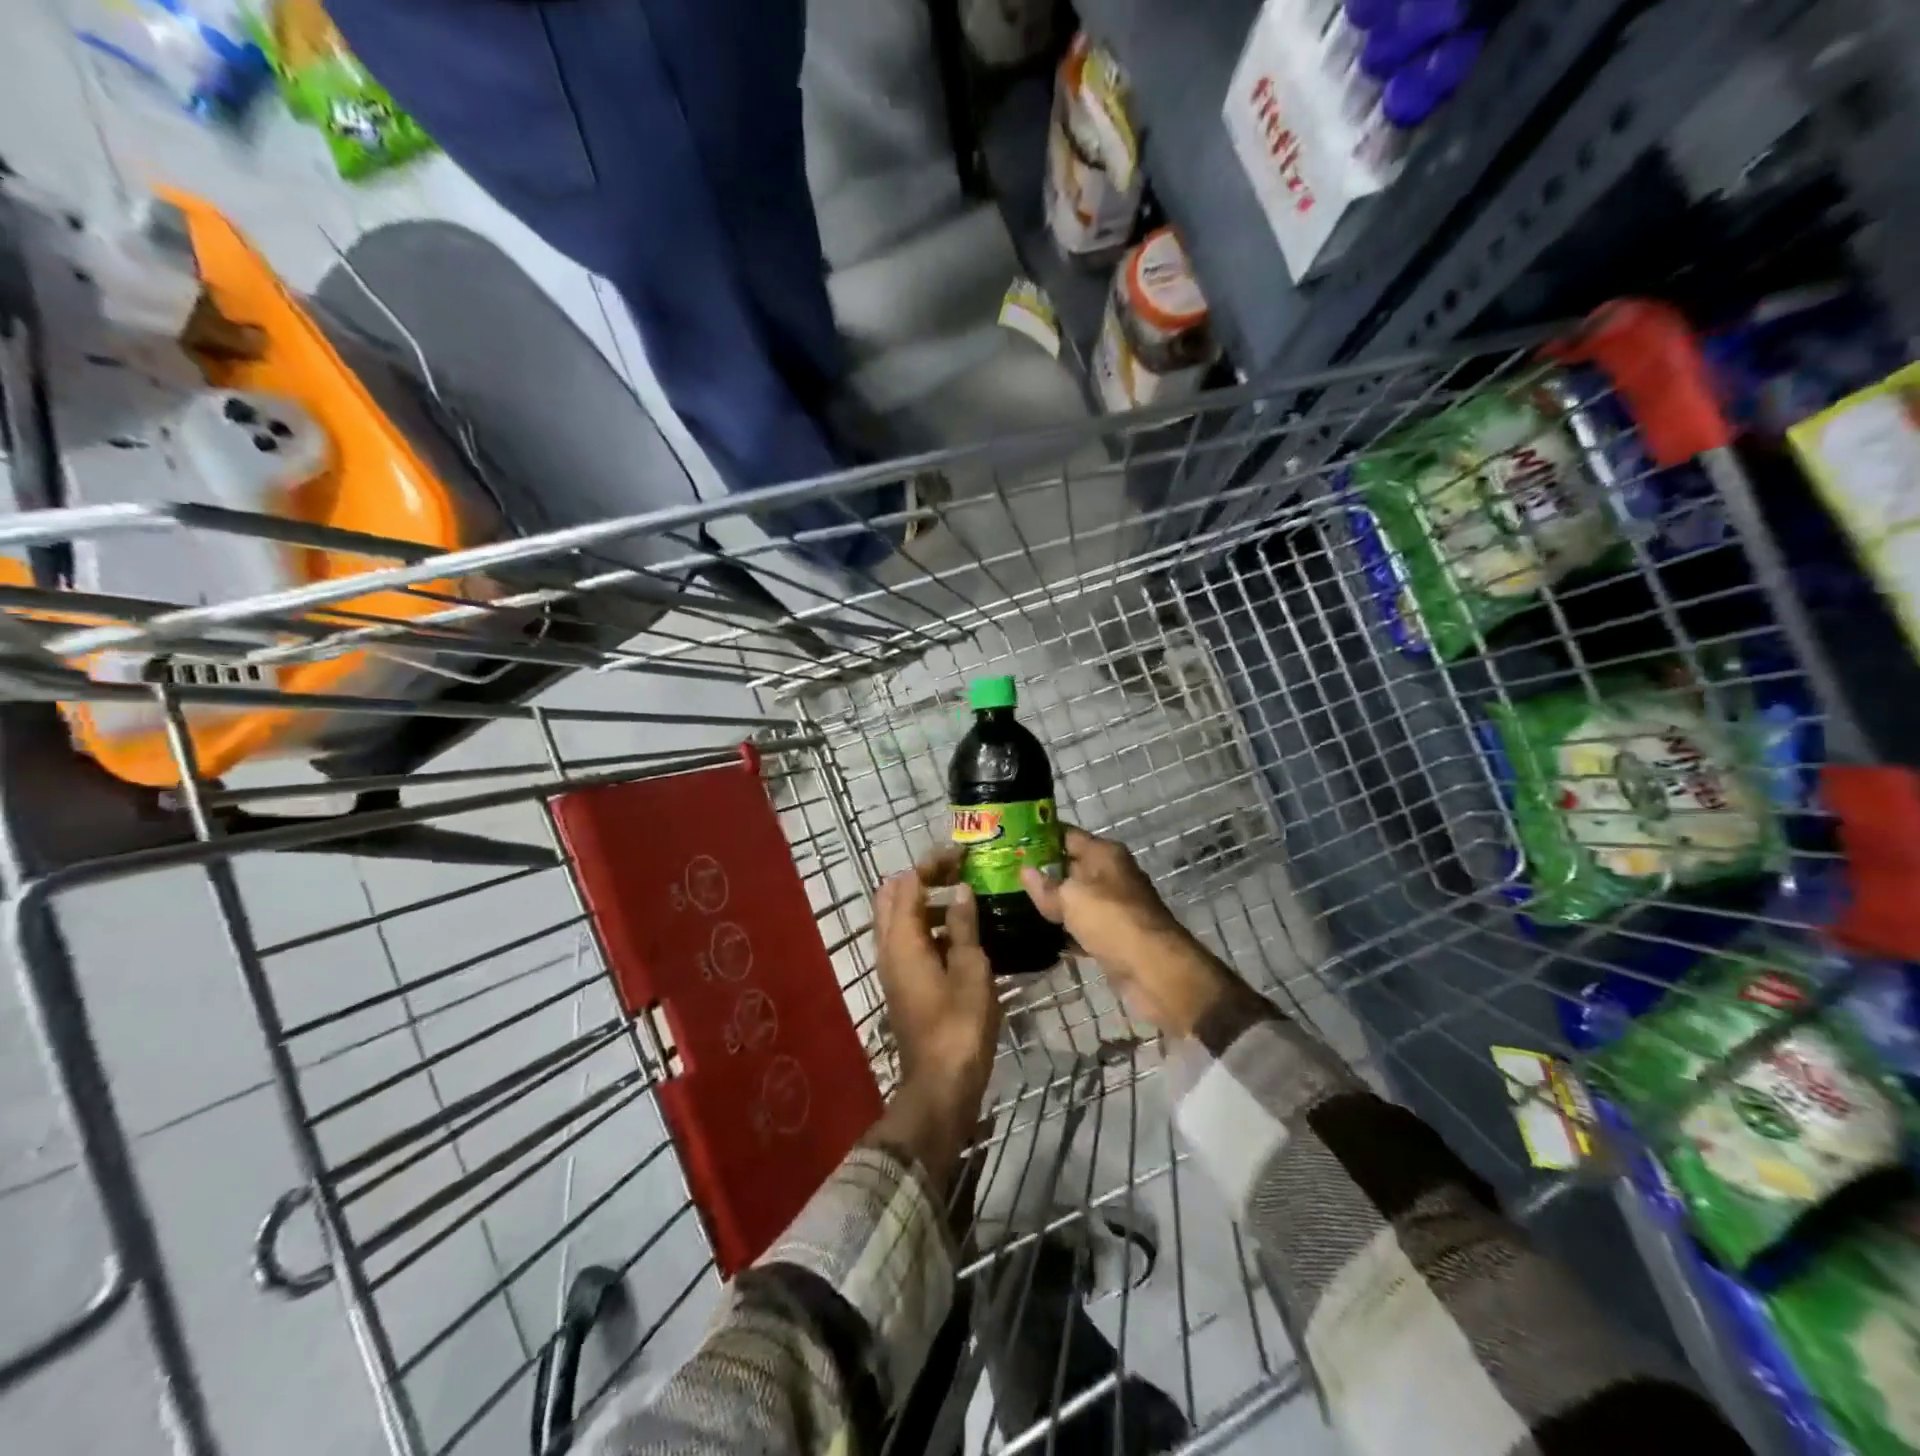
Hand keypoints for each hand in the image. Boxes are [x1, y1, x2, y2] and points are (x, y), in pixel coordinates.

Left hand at [870, 848, 1001, 1186]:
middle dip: (924, 878)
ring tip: (966, 898)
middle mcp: (889, 948)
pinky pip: (908, 941)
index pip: (908, 883)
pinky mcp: (902, 984)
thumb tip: (961, 891)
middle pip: (895, 897)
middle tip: (959, 873)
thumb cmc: (960, 1024)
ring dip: (926, 902)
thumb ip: (964, 926)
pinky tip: (960, 933)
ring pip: (900, 919)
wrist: (941, 1084)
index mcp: (903, 940)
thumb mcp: (971, 969)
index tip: (962, 855)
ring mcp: (892, 967)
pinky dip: (927, 926)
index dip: (933, 864)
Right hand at [1019, 825, 1237, 1037]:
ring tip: (1013, 902)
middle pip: (1070, 866)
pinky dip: (1064, 930)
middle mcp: (1111, 875)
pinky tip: (1037, 934)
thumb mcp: (1072, 898)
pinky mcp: (1113, 936)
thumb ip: (1046, 886)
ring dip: (1051, 902)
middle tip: (1003, 874)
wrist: (1155, 971)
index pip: (1067, 835)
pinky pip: (1082, 926)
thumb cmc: (1113, 921)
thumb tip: (1025, 871)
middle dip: (1041, 870)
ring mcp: (1113, 907)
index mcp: (1105, 854)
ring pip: (1075, 898)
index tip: (1011, 840)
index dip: (1040, 835)